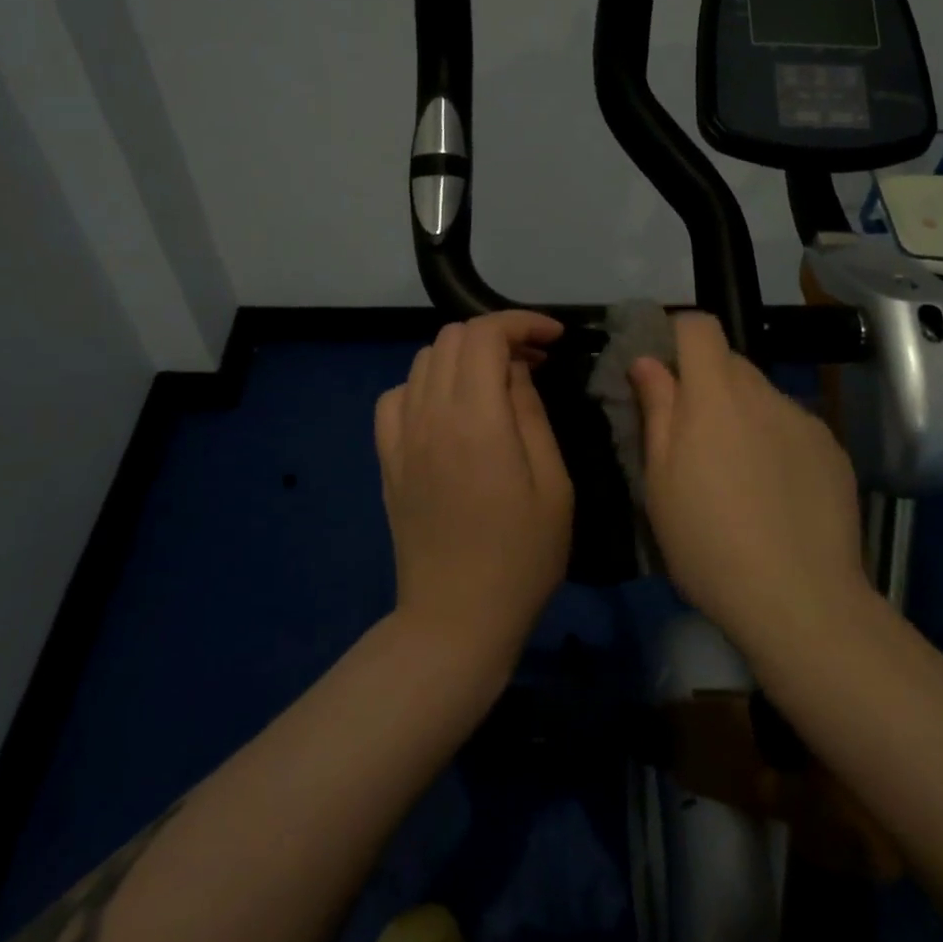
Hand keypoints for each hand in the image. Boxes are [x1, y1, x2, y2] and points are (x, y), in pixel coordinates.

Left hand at [374, 311, 572, 667]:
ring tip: (497, 382)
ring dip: (464, 356)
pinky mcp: (387, 460)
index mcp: (477, 421)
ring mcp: (401, 438)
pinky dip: (426, 384)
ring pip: (423, 360)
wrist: (456, 618)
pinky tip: (450, 410)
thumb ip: (531, 415)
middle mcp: (430, 417)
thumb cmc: (522, 557)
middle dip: (497, 335)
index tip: (554, 339)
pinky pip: (397, 396)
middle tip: (534, 362)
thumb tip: (515, 372)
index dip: (521, 323)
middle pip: (452, 338)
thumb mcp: (553, 485)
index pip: (485, 335)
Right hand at [629, 313, 866, 649]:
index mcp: (716, 394)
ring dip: (743, 416)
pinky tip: (776, 494)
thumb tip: (647, 361)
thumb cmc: (708, 541)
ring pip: (763, 398)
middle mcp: (765, 393)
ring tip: (738, 476)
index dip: (678, 335)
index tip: (663, 371)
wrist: (799, 599)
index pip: (700, 326)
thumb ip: (657, 409)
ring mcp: (805, 421)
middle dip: (706, 386)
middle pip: (731, 363)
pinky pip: (793, 427)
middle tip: (693, 438)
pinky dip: (777, 443)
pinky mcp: (833, 451)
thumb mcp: (661, 480)